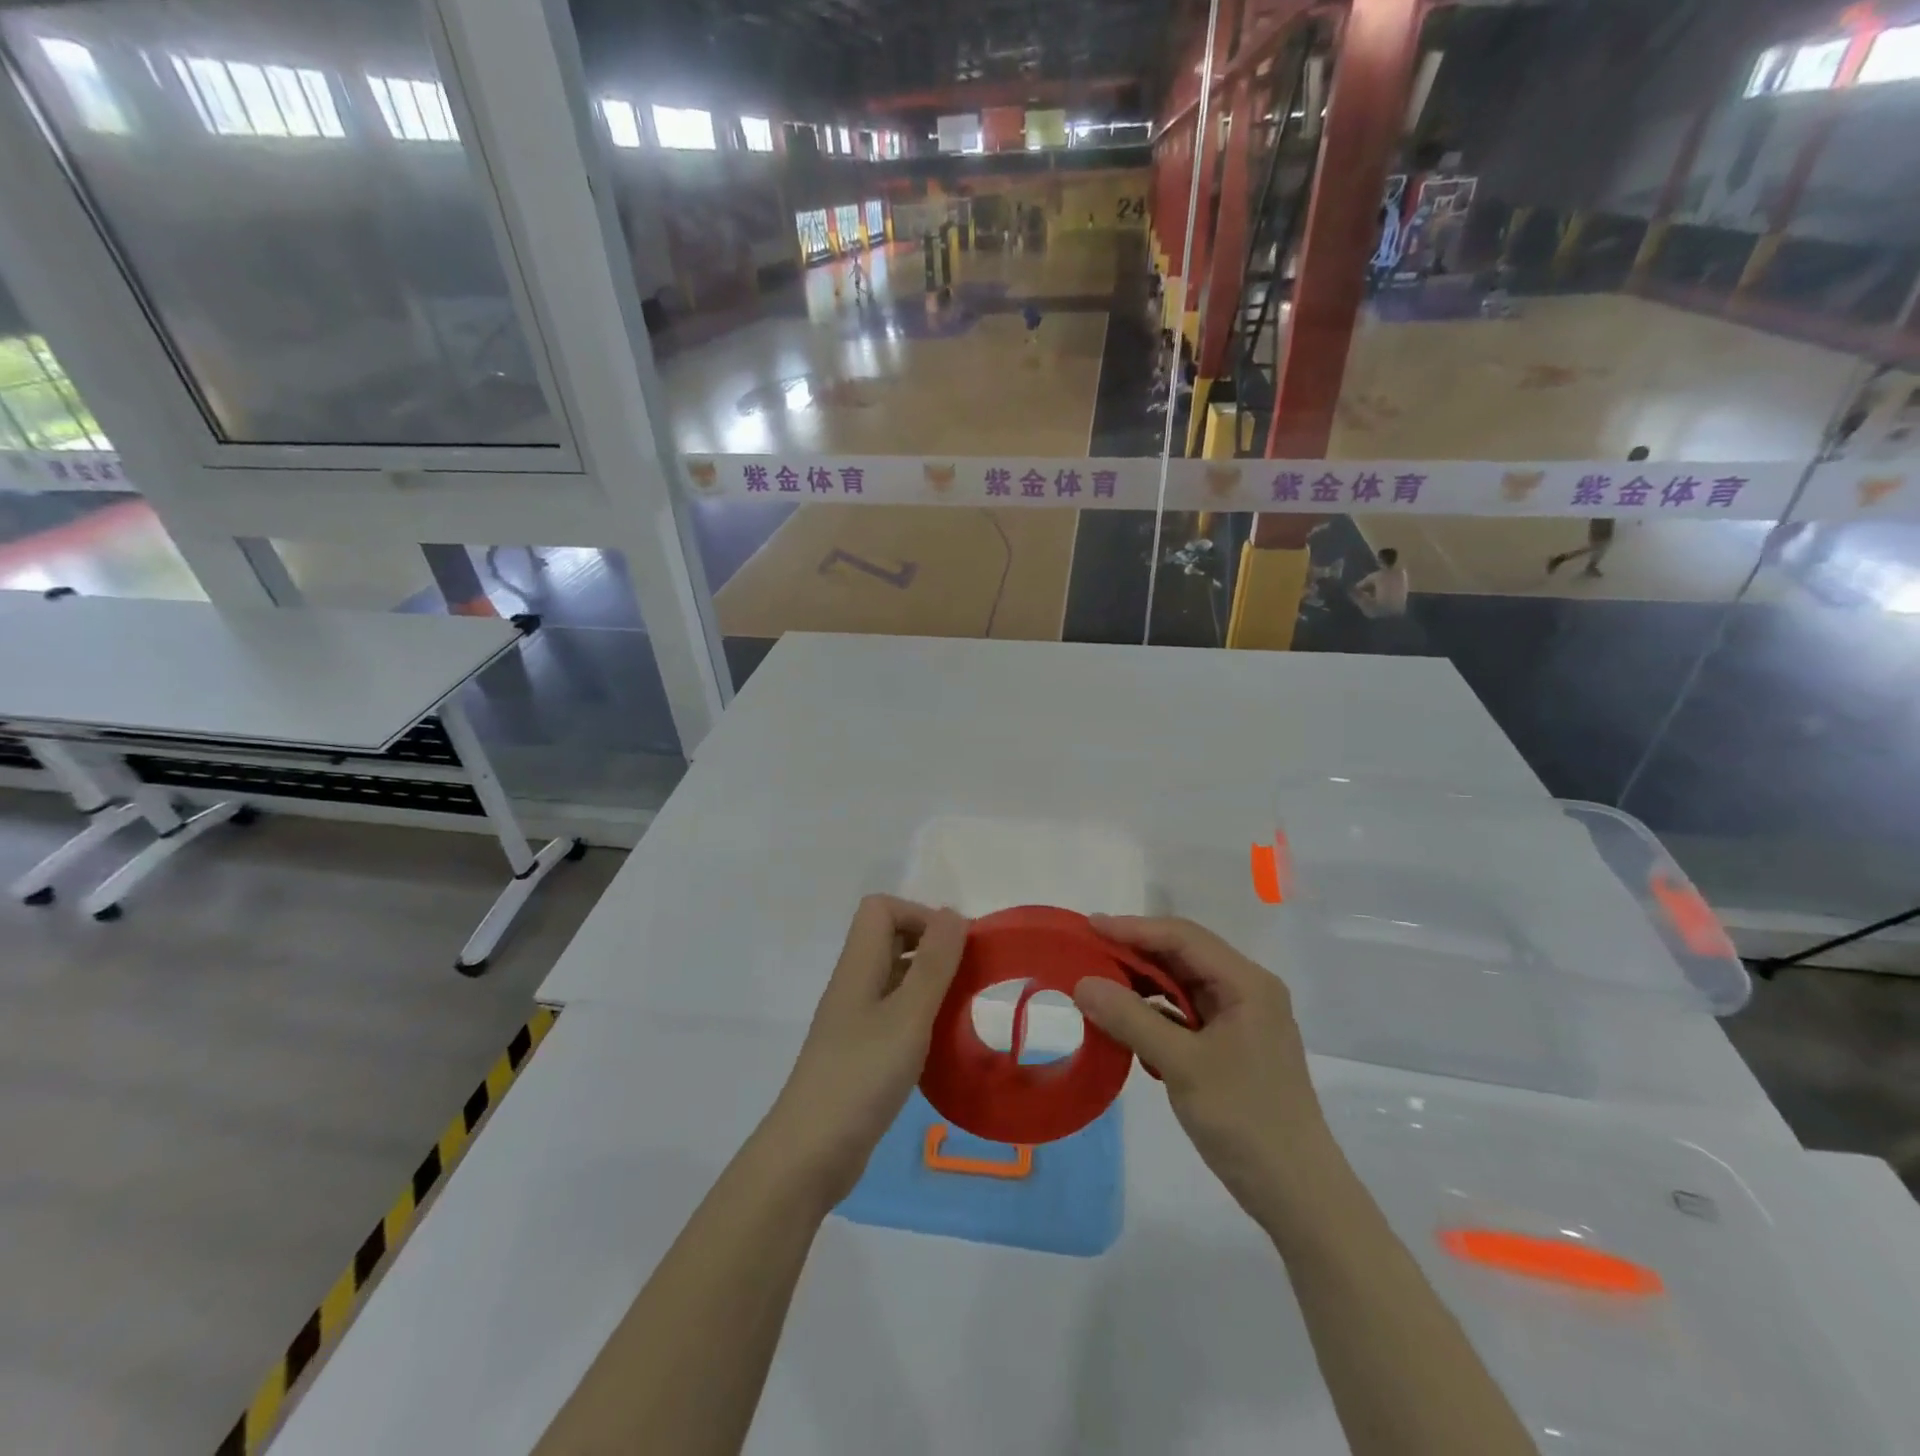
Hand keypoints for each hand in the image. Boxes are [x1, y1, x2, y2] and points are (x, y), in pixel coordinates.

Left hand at [760, 896, 967, 1204]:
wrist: (809, 1155)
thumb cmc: (861, 1077)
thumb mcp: (908, 1016)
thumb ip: (932, 964)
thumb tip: (952, 913)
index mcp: (858, 967)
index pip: (881, 909)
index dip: (919, 915)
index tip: (955, 947)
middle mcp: (853, 985)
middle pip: (888, 939)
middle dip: (931, 946)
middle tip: (967, 975)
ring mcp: (853, 1021)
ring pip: (894, 979)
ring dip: (928, 983)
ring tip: (962, 1008)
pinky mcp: (859, 1054)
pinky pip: (893, 1015)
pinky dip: (920, 1017)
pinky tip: (941, 1044)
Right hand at [1072, 915, 1337, 1229]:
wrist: (1297, 1194)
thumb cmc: (1245, 1120)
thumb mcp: (1182, 1065)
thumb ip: (1131, 1018)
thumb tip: (1082, 983)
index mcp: (1246, 983)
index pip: (1182, 937)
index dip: (1134, 928)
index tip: (1088, 927)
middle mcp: (1246, 990)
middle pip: (1182, 955)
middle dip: (1134, 953)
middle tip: (1086, 955)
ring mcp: (1240, 1018)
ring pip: (1181, 984)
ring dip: (1141, 984)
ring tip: (1098, 986)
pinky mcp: (1231, 1045)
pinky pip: (1184, 1013)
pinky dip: (1154, 1013)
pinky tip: (1126, 1024)